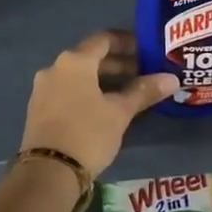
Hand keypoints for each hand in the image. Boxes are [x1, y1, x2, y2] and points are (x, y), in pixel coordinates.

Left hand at [20, 31, 177, 176]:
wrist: (48, 173)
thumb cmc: (88, 133)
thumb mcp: (120, 112)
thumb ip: (144, 91)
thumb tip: (172, 78)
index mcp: (74, 61)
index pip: (104, 39)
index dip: (127, 42)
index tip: (147, 51)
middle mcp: (55, 68)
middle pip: (91, 57)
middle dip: (118, 64)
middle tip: (144, 74)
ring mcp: (43, 89)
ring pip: (79, 76)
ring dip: (103, 79)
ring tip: (128, 93)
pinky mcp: (39, 109)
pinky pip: (68, 90)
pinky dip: (87, 92)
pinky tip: (104, 108)